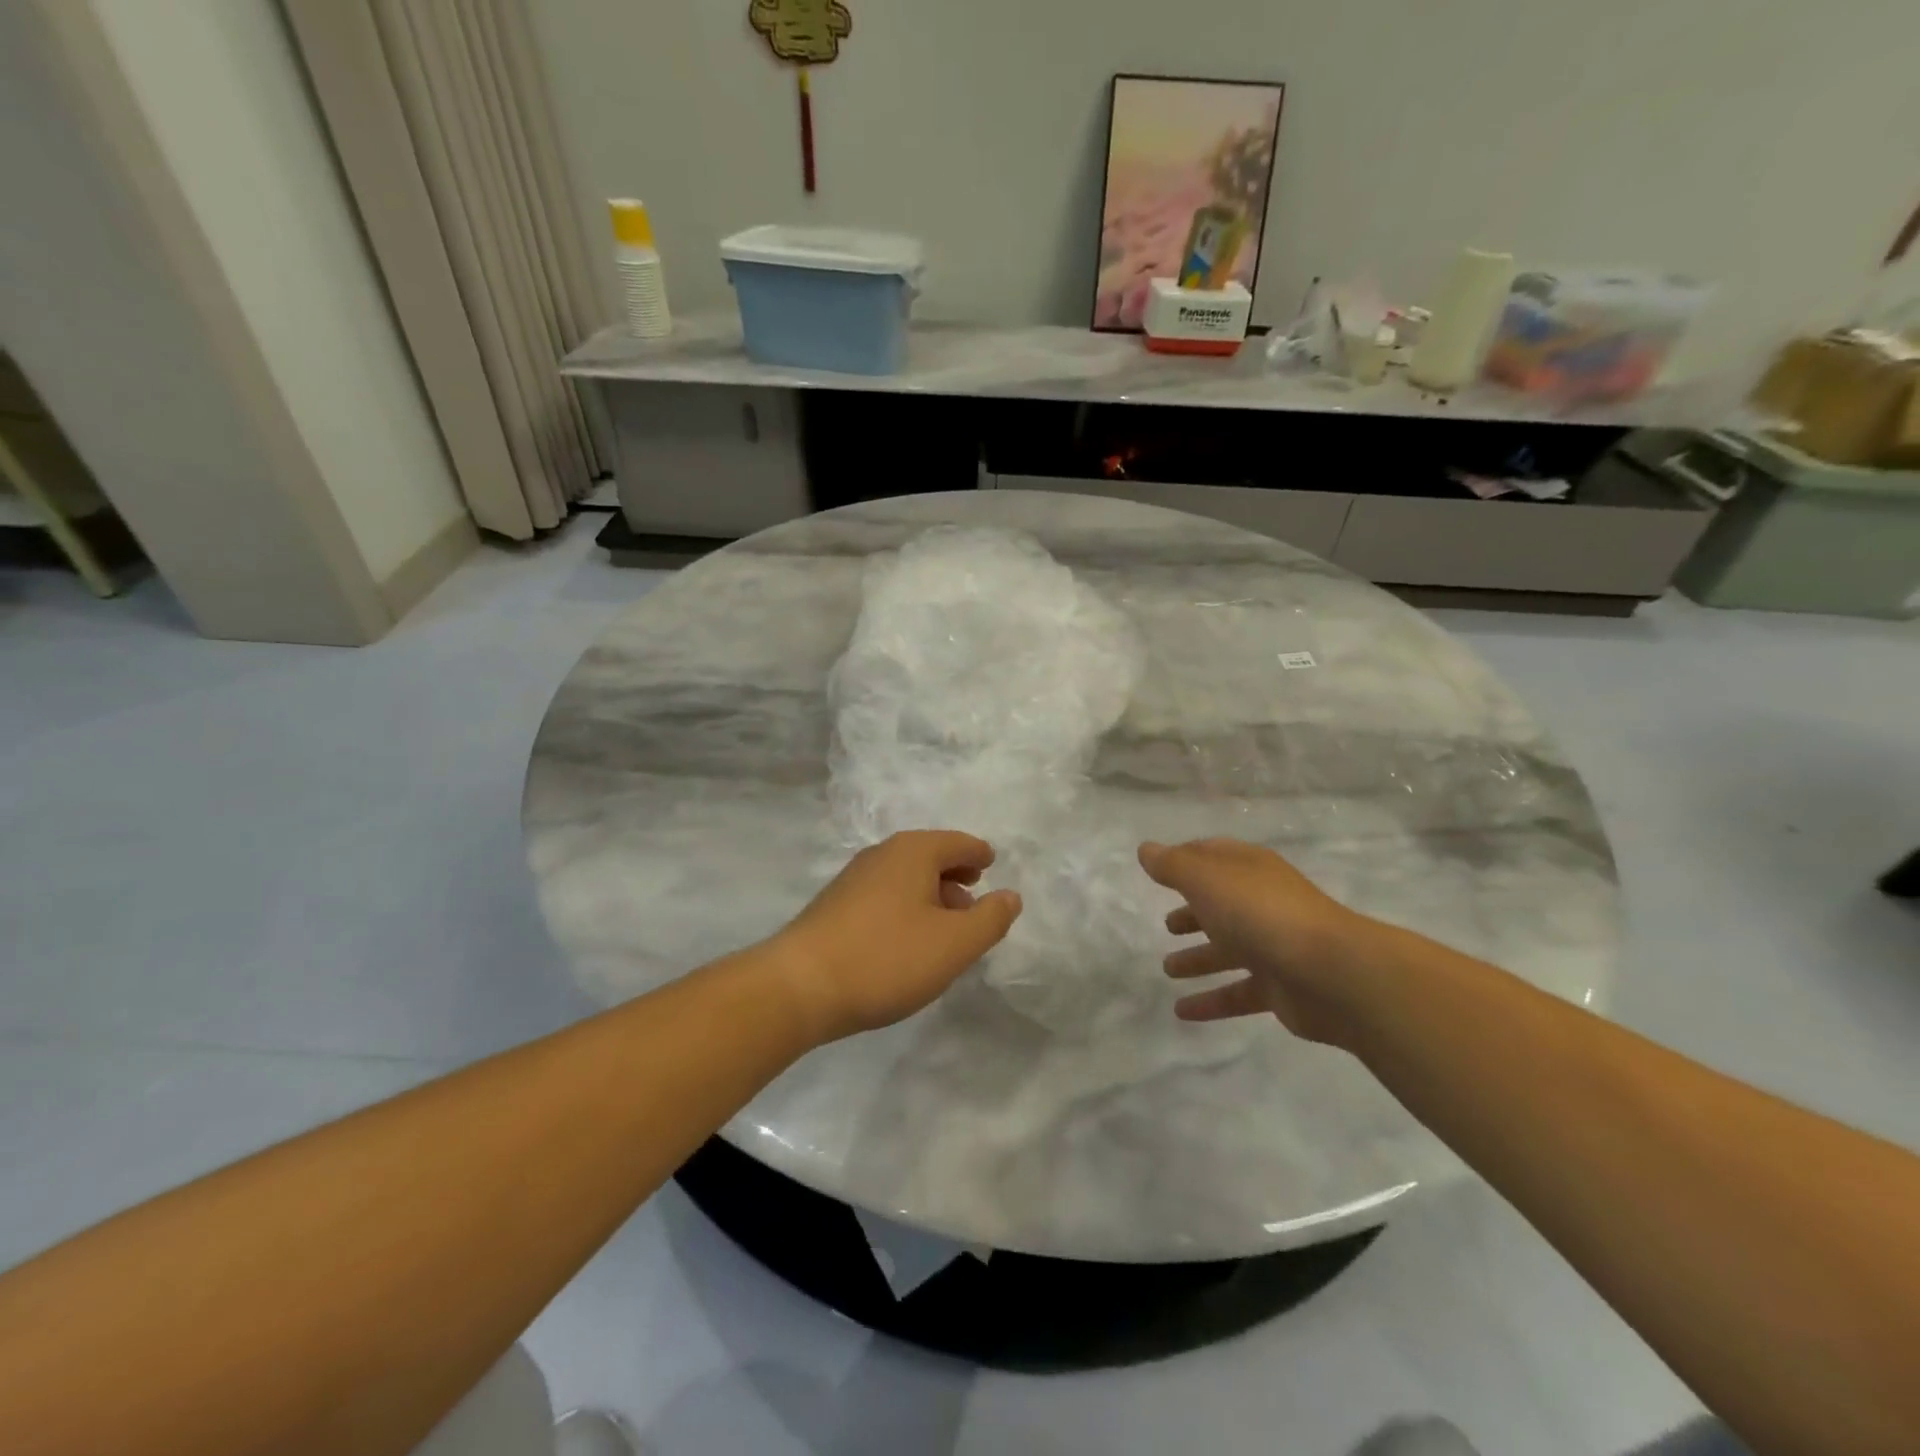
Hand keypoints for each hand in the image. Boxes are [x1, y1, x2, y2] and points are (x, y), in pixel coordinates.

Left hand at [773, 831, 1022, 1043]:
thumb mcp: (954, 944)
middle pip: (929, 857)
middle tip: (973, 902)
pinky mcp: (834, 907)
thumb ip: (990, 919)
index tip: (990, 865)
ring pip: (904, 879)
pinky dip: (905, 909)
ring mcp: (853, 880)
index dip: (978, 855)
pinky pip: (884, 897)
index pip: (958, 843)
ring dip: (930, 896)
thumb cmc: (887, 958)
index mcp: (913, 852)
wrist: (799, 986)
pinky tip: (907, 942)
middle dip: (954, 877)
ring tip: (945, 928)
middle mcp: (882, 855)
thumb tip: (1010, 896)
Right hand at [1139, 838, 1385, 1048]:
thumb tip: (1146, 850)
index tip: (1159, 868)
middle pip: (1221, 904)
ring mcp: (1274, 946)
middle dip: (1193, 912)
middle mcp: (1261, 903)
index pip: (1212, 855)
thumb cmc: (1261, 914)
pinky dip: (1210, 1001)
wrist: (1333, 973)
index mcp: (1248, 870)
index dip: (1185, 858)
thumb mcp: (1206, 880)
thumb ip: (1173, 866)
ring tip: (1167, 969)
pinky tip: (1182, 1012)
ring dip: (1198, 958)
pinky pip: (1237, 993)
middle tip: (1167, 925)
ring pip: (1228, 950)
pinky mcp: (1280, 988)